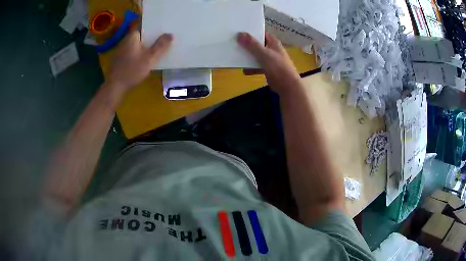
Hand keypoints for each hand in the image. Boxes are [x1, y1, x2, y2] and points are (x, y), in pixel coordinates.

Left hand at [108, 28, 172, 91]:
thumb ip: (160, 46)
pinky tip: (146, 56)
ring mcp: (121, 50)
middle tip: (163, 33)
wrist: (115, 87)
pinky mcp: (120, 59)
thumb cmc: (132, 70)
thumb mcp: (149, 58)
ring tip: (157, 44)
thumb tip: (170, 34)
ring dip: (145, 42)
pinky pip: (132, 50)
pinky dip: (140, 50)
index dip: (151, 23)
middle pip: (139, 33)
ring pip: (136, 42)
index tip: (161, 23)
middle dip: (150, 33)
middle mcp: (125, 41)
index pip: (141, 24)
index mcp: (132, 37)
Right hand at [237, 32, 301, 95]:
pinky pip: (257, 66)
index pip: (262, 33)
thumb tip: (240, 33)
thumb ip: (252, 44)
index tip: (239, 31)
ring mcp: (270, 59)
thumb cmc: (279, 68)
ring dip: (248, 57)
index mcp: (273, 43)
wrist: (288, 86)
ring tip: (236, 56)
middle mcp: (272, 49)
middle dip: (247, 44)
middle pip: (257, 44)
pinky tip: (244, 71)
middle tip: (234, 43)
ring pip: (256, 55)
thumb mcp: (264, 54)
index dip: (252, 31)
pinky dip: (251, 68)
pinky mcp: (268, 69)